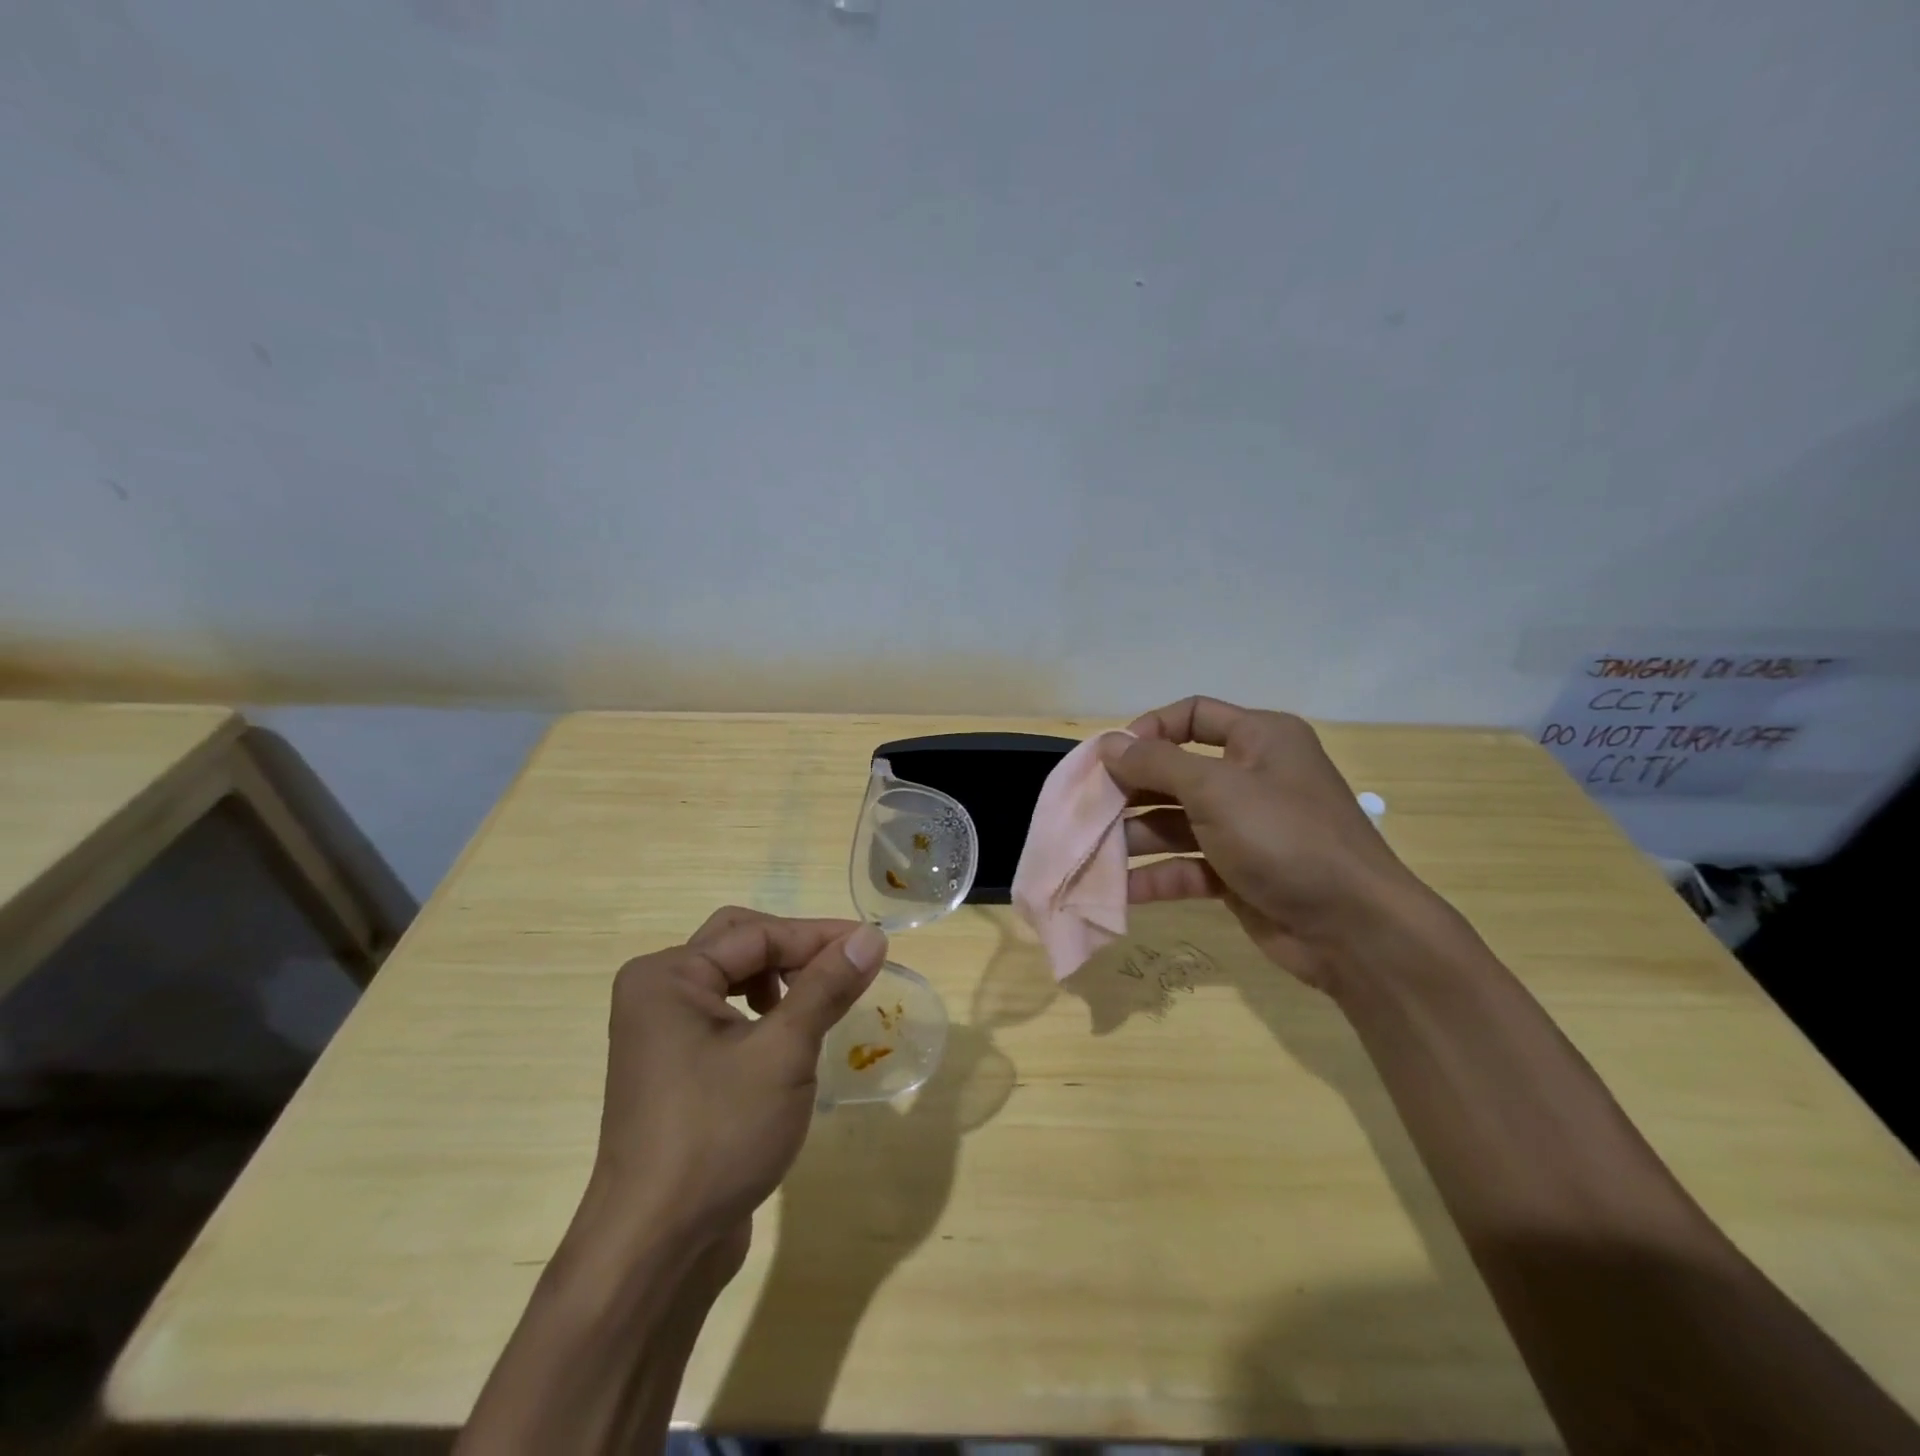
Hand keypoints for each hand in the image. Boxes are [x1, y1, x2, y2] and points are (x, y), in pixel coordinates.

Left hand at [579, 907, 888, 1251]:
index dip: (818, 936)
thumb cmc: (718, 1135)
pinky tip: (789, 1041)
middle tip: (844, 969)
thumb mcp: (783, 1053)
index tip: (874, 943)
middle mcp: (656, 992)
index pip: (756, 934)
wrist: (654, 1250)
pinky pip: (725, 1015)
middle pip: (739, 944)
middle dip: (795, 952)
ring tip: (819, 1006)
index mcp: (668, 976)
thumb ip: (826, 986)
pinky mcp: (674, 1066)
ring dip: (781, 981)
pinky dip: (764, 1014)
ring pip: (733, 979)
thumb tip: (871, 935)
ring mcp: (660, 1032)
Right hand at [1101, 696, 1430, 991]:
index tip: (1112, 757)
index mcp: (1259, 739)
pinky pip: (1186, 864)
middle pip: (1176, 772)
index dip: (1150, 730)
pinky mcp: (1238, 873)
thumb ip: (1157, 764)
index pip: (1194, 715)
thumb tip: (1109, 745)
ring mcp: (1244, 828)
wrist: (1354, 930)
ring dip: (1135, 836)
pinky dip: (1155, 874)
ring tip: (1091, 851)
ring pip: (1176, 822)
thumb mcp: (1216, 791)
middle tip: (1089, 809)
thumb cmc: (1285, 838)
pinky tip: (1118, 891)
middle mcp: (1251, 777)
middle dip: (1131, 790)